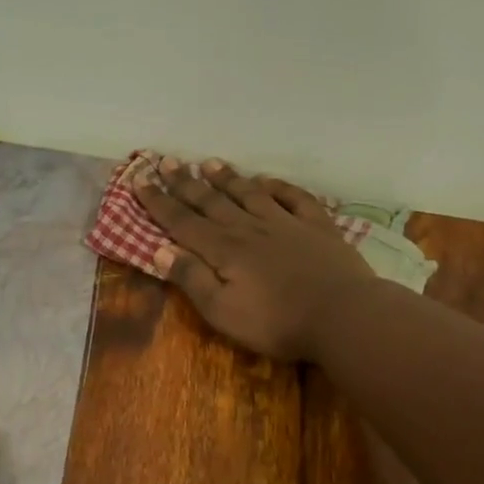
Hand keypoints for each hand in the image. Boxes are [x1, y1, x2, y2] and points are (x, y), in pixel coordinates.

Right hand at [132, 157, 375, 360]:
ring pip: (249, 194)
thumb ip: (191, 279)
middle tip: (167, 161)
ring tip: (209, 163)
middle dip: (185, 183)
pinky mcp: (317, 227)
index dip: (158, 202)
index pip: (182, 221)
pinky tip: (267, 181)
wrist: (342, 315)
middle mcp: (249, 228)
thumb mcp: (222, 311)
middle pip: (211, 201)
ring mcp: (285, 223)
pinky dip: (278, 187)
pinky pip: (293, 198)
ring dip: (227, 178)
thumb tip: (159, 249)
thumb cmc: (276, 322)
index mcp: (223, 250)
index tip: (140, 180)